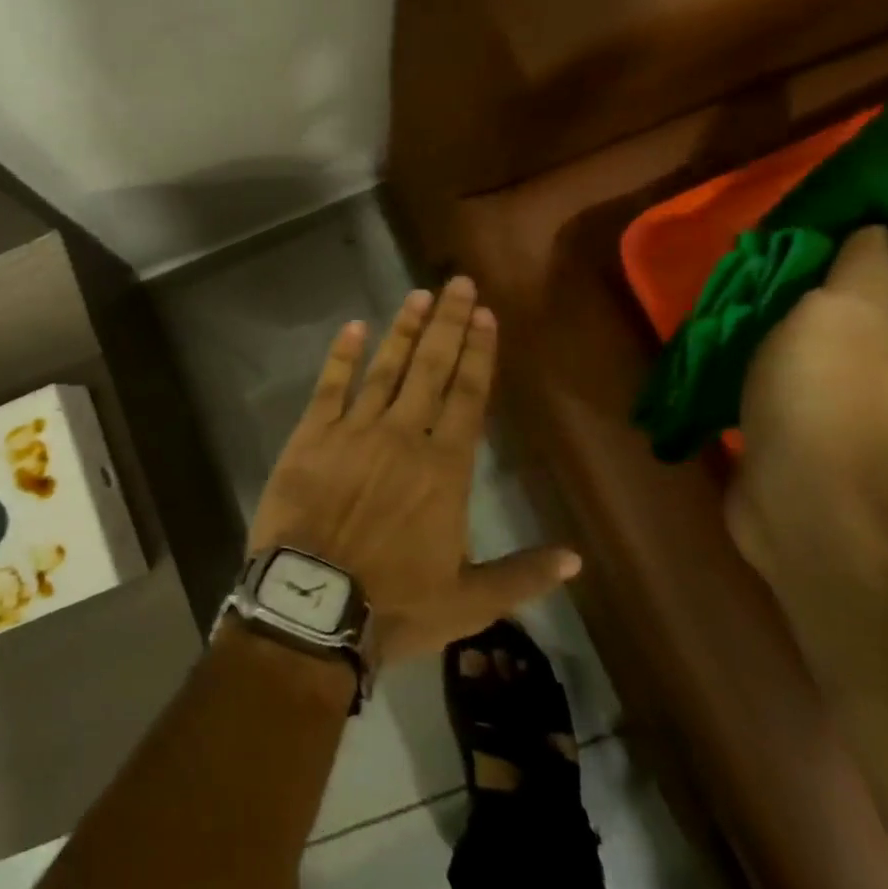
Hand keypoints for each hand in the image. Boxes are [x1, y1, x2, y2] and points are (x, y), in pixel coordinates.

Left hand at [247, 277, 580, 665]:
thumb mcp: (468, 601)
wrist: (313, 605)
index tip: (487, 316)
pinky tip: (353, 326)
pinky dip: (342, 355)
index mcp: (445, 469)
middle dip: (449, 324)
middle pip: (432, 368)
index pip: (469, 396)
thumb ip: (522, 575)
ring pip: (386, 368)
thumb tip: (576, 558)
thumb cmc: (394, 604)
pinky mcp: (311, 434)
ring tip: (419, 295)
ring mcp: (354, 430)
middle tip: (459, 283)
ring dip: (404, 329)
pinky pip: (330, 385)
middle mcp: (403, 436)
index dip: (480, 354)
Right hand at [732, 198, 887, 582]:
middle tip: (815, 206)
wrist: (808, 510)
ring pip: (879, 302)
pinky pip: (846, 336)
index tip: (882, 162)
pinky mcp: (859, 399)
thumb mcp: (836, 317)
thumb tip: (875, 234)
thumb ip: (862, 264)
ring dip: (836, 273)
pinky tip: (772, 302)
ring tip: (784, 248)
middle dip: (875, 231)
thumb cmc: (827, 406)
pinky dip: (816, 311)